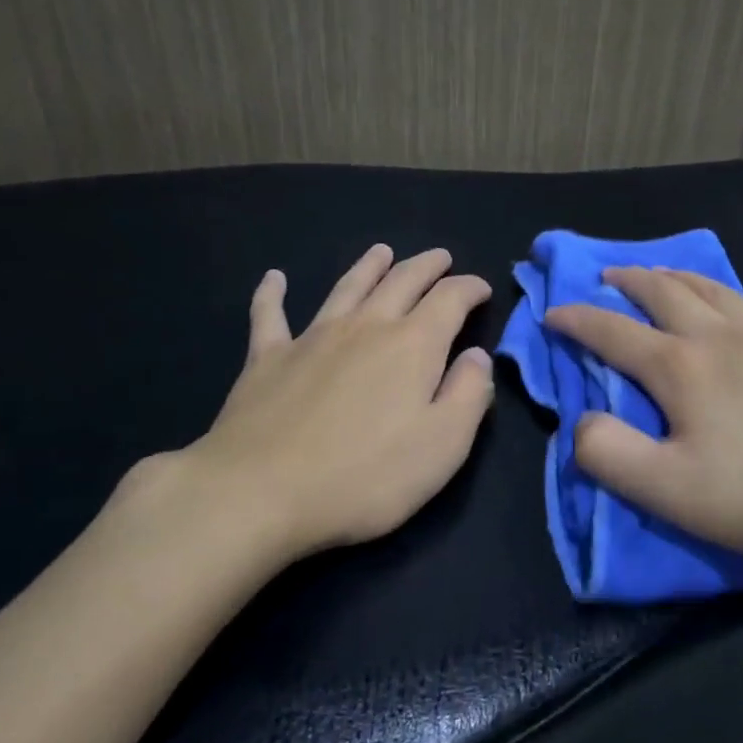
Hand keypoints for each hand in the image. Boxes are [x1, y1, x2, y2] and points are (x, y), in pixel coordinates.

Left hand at [118, 245, 494, 560]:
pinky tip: (273, 278)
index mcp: (412, 345)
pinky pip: (270, 315)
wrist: (260, 491)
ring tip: (381, 251)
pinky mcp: (267, 357)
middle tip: (440, 257)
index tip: (481, 289)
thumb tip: (477, 356)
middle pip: (401, 281)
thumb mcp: (442, 446)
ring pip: (347, 287)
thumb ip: (468, 395)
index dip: (469, 288)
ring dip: (368, 266)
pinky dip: (272, 293)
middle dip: (426, 266)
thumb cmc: (364, 476)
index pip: (449, 300)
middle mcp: (364, 327)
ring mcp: (312, 337)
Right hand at [544, 267, 742, 575]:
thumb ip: (611, 455)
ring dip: (681, 277)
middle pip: (663, 292)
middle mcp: (722, 337)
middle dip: (627, 281)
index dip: (576, 320)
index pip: (611, 333)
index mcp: (680, 368)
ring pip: (717, 290)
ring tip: (663, 274)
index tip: (552, 313)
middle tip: (608, 277)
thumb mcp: (675, 493)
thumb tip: (579, 422)